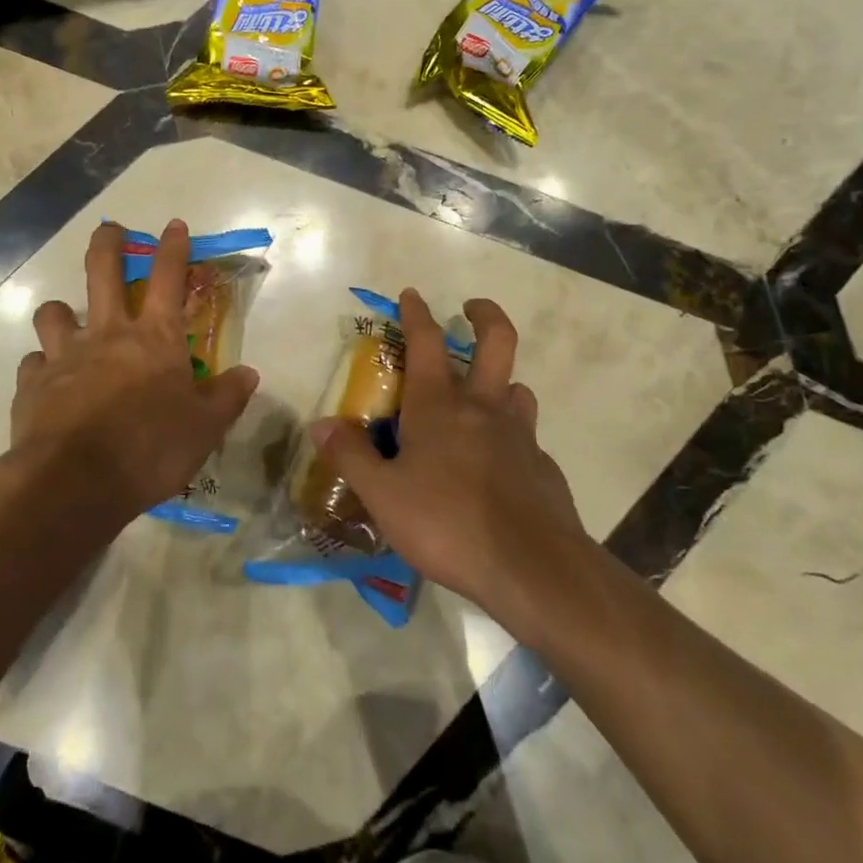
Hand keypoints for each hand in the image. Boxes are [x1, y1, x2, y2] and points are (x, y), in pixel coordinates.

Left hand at [10, 220, 258, 526]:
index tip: (174, 224)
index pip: (167, 277)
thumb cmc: (150, 449)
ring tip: (66, 318)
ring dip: (61, 310)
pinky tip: (48, 381)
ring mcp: (65, 356)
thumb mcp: (205, 429)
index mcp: (154, 338)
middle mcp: (107, 334)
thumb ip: (227, 397)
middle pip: (102, 271)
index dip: (173, 247)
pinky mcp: (32, 385)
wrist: (74, 483)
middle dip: (107, 242)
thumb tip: (249, 373)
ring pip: (54, 312)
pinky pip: (34, 363)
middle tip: (109, 228)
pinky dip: (42, 366)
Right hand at [309, 291, 587, 630]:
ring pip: (518, 390)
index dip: (416, 313)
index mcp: (440, 405)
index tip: (411, 294)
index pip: (426, 342)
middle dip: (485, 315)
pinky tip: (499, 467)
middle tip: (471, 308)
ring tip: (484, 398)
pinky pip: (527, 439)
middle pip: (497, 342)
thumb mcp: (383, 496)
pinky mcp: (542, 467)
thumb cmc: (448, 523)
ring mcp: (520, 436)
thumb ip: (351, 457)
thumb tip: (320, 423)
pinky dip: (513, 439)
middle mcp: (483, 408)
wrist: (532, 568)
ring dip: (502, 383)